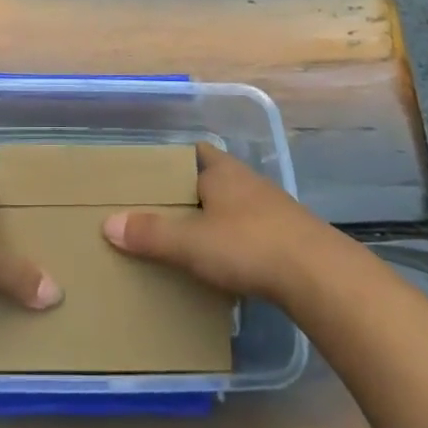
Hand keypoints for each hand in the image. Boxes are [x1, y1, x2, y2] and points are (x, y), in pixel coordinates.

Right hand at [102, 142, 329, 303]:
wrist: (319, 276)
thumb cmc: (248, 245)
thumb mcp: (190, 242)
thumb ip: (150, 234)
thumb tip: (108, 224)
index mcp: (223, 172)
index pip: (196, 152)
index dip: (175, 161)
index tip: (153, 176)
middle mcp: (248, 182)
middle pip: (214, 179)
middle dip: (191, 193)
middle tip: (162, 211)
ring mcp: (273, 209)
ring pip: (235, 207)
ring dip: (216, 219)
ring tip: (190, 241)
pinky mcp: (290, 238)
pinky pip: (254, 232)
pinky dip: (237, 243)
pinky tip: (227, 265)